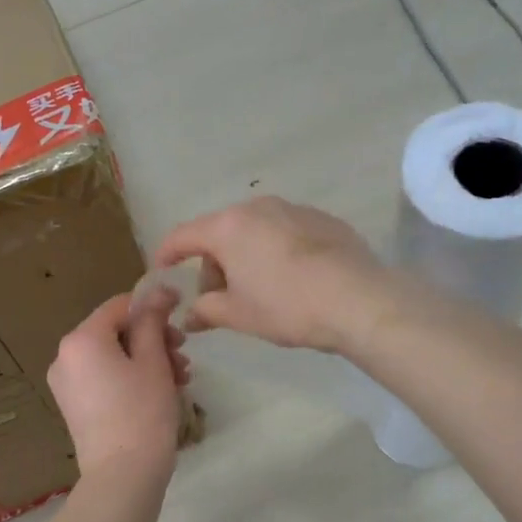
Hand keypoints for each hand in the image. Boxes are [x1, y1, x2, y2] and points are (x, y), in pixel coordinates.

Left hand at [47, 292, 188, 479]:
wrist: (123, 476)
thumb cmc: (142, 412)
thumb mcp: (154, 361)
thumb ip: (153, 321)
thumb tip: (158, 292)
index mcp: (81, 339)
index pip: (119, 306)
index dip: (152, 304)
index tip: (181, 311)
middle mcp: (65, 356)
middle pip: (115, 332)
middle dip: (153, 338)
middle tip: (183, 354)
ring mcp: (66, 383)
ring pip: (112, 356)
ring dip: (147, 359)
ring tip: (180, 377)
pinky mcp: (74, 406)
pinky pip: (103, 377)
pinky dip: (130, 377)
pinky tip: (160, 390)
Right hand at [153, 198, 394, 352]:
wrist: (359, 300)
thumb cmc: (287, 306)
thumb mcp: (239, 314)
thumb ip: (206, 310)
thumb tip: (190, 315)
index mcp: (228, 227)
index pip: (182, 236)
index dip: (166, 255)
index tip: (161, 271)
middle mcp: (257, 207)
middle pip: (220, 233)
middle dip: (213, 265)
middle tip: (222, 300)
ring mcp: (293, 209)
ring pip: (253, 231)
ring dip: (245, 257)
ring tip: (260, 292)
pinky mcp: (322, 219)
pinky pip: (284, 233)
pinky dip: (276, 252)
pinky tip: (293, 281)